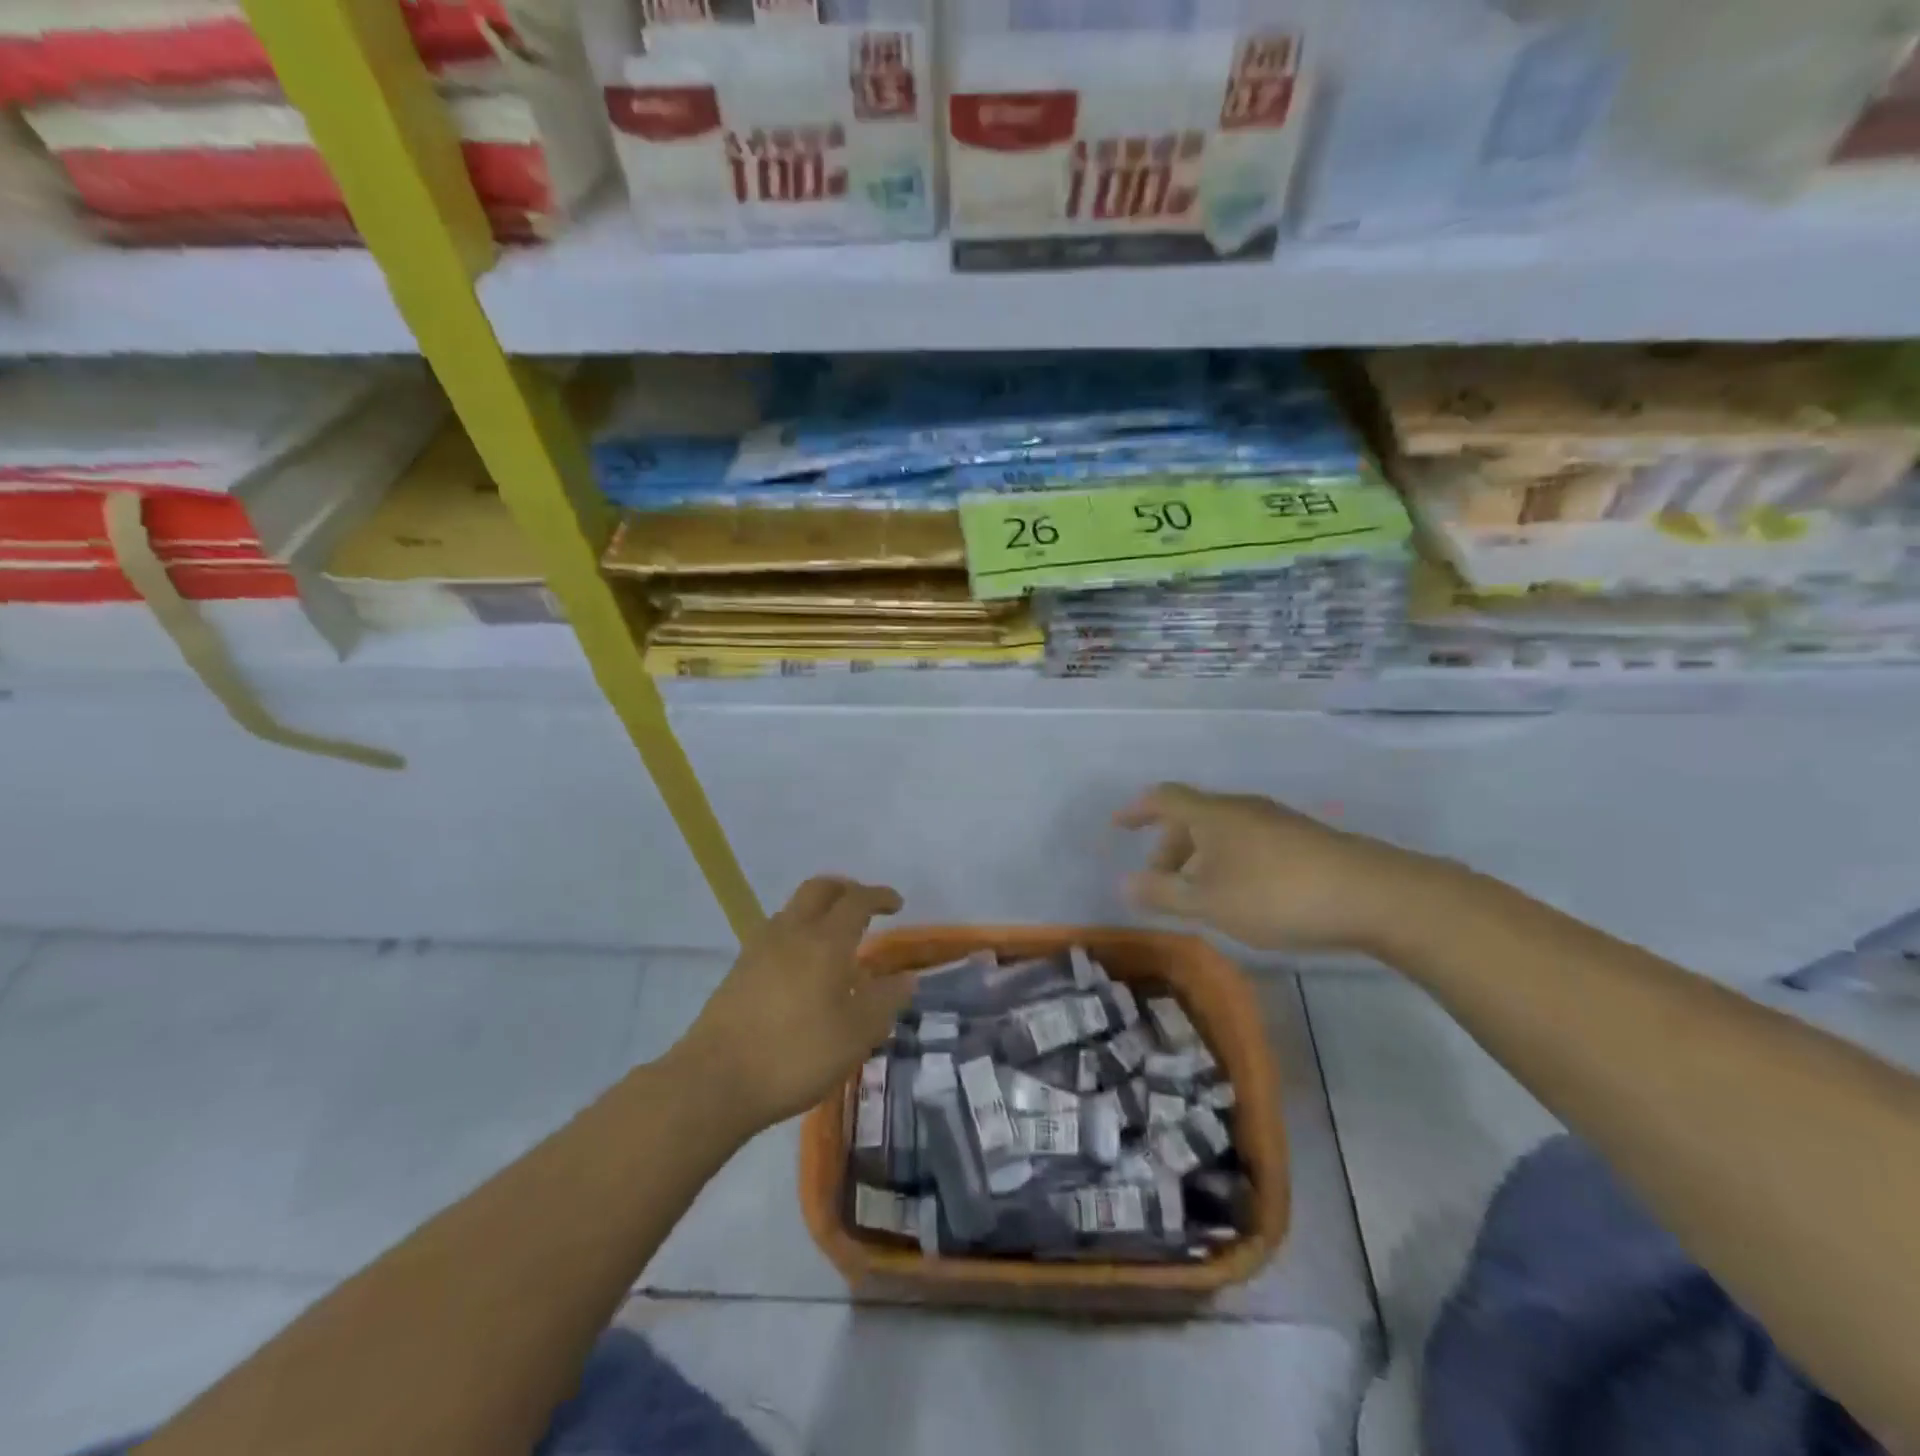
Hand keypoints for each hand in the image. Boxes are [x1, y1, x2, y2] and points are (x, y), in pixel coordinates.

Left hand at [678, 876, 908, 1132]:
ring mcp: (759, 948)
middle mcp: (792, 932)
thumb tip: (906, 977)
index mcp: (826, 941)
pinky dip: (798, 932)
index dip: (880, 896)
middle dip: (846, 889)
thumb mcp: (857, 1034)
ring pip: (794, 908)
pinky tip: (804, 967)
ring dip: (819, 909)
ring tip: (835, 937)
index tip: (896, 903)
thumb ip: (885, 1001)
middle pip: (820, 889)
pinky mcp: (739, 970)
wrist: (716, 1080)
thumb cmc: (797, 1054)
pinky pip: (776, 933)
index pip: (857, 901)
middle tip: (865, 906)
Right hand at [1114, 783, 1427, 951]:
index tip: (1118, 825)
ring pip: (1223, 831)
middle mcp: (1242, 808)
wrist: (1373, 895)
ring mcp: (1276, 821)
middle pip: (1193, 817)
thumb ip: (1163, 893)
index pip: (1163, 799)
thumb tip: (1124, 882)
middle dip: (1170, 846)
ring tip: (1200, 894)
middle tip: (1162, 883)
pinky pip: (1248, 841)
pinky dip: (1229, 861)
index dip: (1137, 810)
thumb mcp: (1209, 902)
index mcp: (1212, 815)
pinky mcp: (1304, 840)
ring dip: (1201, 856)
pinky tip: (1242, 894)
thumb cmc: (1276, 895)